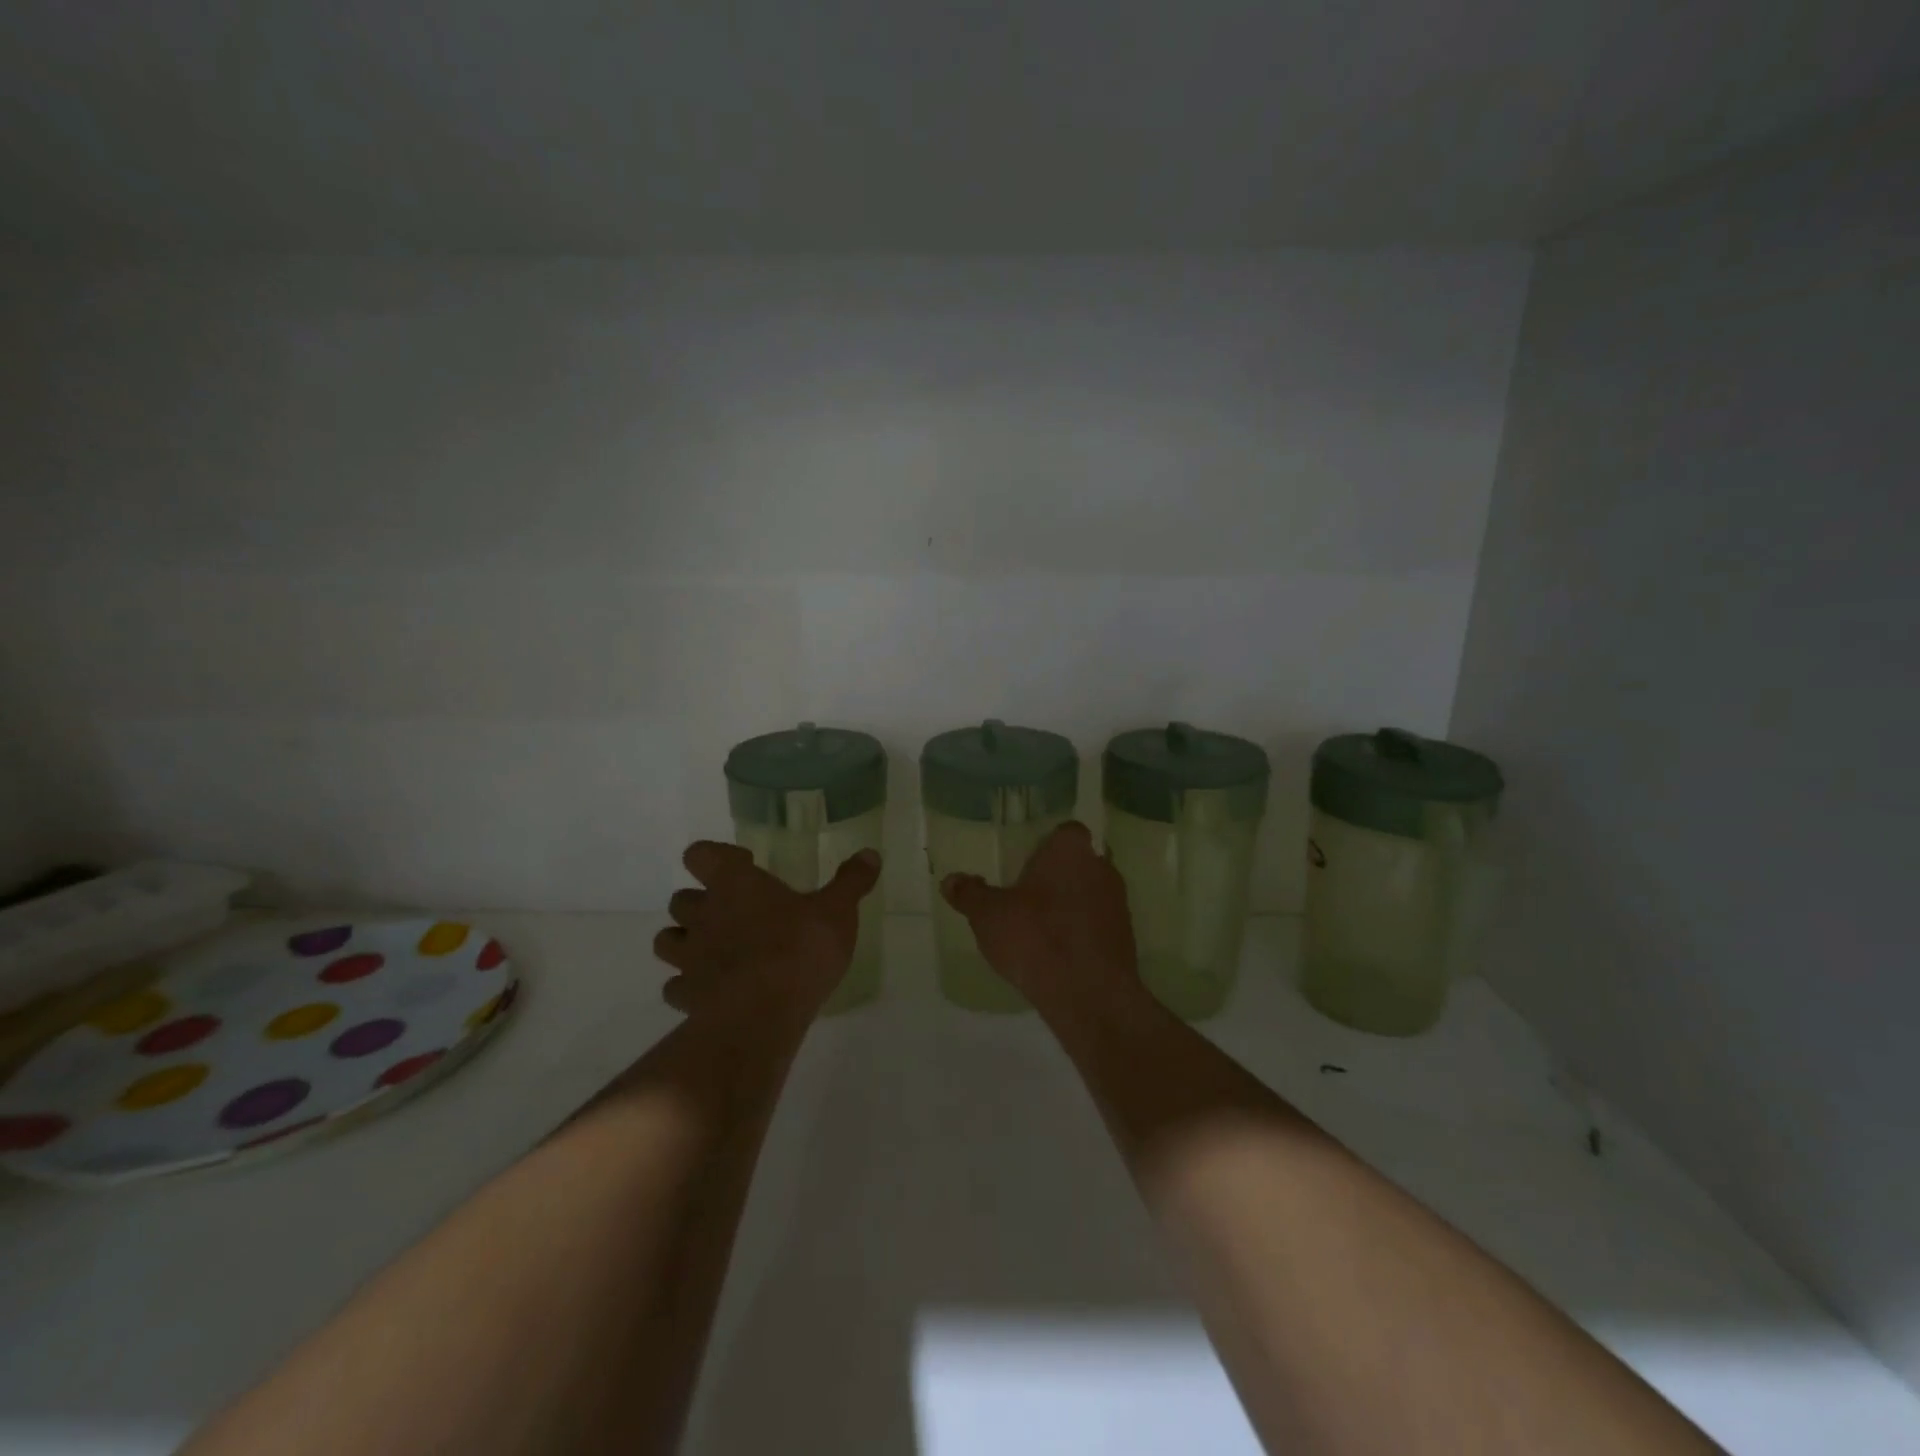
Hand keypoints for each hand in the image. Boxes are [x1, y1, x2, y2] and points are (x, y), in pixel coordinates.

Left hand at [652, 842, 881, 1023]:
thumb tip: (871, 854)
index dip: (717, 857)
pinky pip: (675, 986)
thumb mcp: (837, 911)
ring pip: (667, 940)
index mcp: (733, 883)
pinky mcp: (685, 997)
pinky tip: (712, 992)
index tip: (745, 867)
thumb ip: (851, 881)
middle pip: (681, 898)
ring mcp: (688, 957)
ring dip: (685, 941)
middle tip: (734, 913)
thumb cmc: (800, 949)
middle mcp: (703, 914)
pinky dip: (688, 986)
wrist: (762, 1016)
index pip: (700, 854)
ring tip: (716, 950)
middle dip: (701, 902)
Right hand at [939, 821, 1141, 1018]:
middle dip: (1059, 874)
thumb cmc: (1036, 938)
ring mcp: (1119, 903)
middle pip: (1081, 861)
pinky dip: (1083, 932)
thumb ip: (970, 894)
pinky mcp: (1126, 938)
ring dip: (1072, 904)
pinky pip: (1099, 924)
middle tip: (1030, 894)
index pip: (1066, 831)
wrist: (1089, 994)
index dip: (1048, 843)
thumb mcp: (988, 916)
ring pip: (1092, 893)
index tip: (1028, 861)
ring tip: (1042, 927)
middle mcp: (1102, 868)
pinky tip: (1060, 952)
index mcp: (1070, 850)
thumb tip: (950, 880)